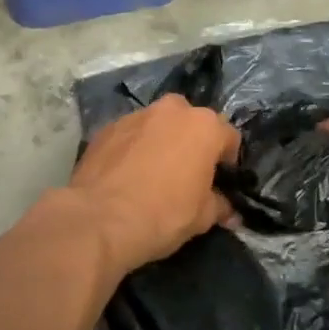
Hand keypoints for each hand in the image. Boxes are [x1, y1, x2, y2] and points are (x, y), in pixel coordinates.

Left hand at [68, 94, 239, 275]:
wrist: (99, 219)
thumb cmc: (163, 214)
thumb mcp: (202, 218)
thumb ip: (220, 206)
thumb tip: (228, 210)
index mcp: (204, 126)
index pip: (229, 136)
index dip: (227, 160)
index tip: (220, 181)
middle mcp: (172, 110)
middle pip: (191, 122)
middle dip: (192, 142)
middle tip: (186, 173)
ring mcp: (136, 115)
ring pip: (158, 124)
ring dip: (161, 141)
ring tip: (152, 172)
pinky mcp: (107, 127)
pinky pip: (130, 134)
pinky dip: (133, 147)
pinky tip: (127, 174)